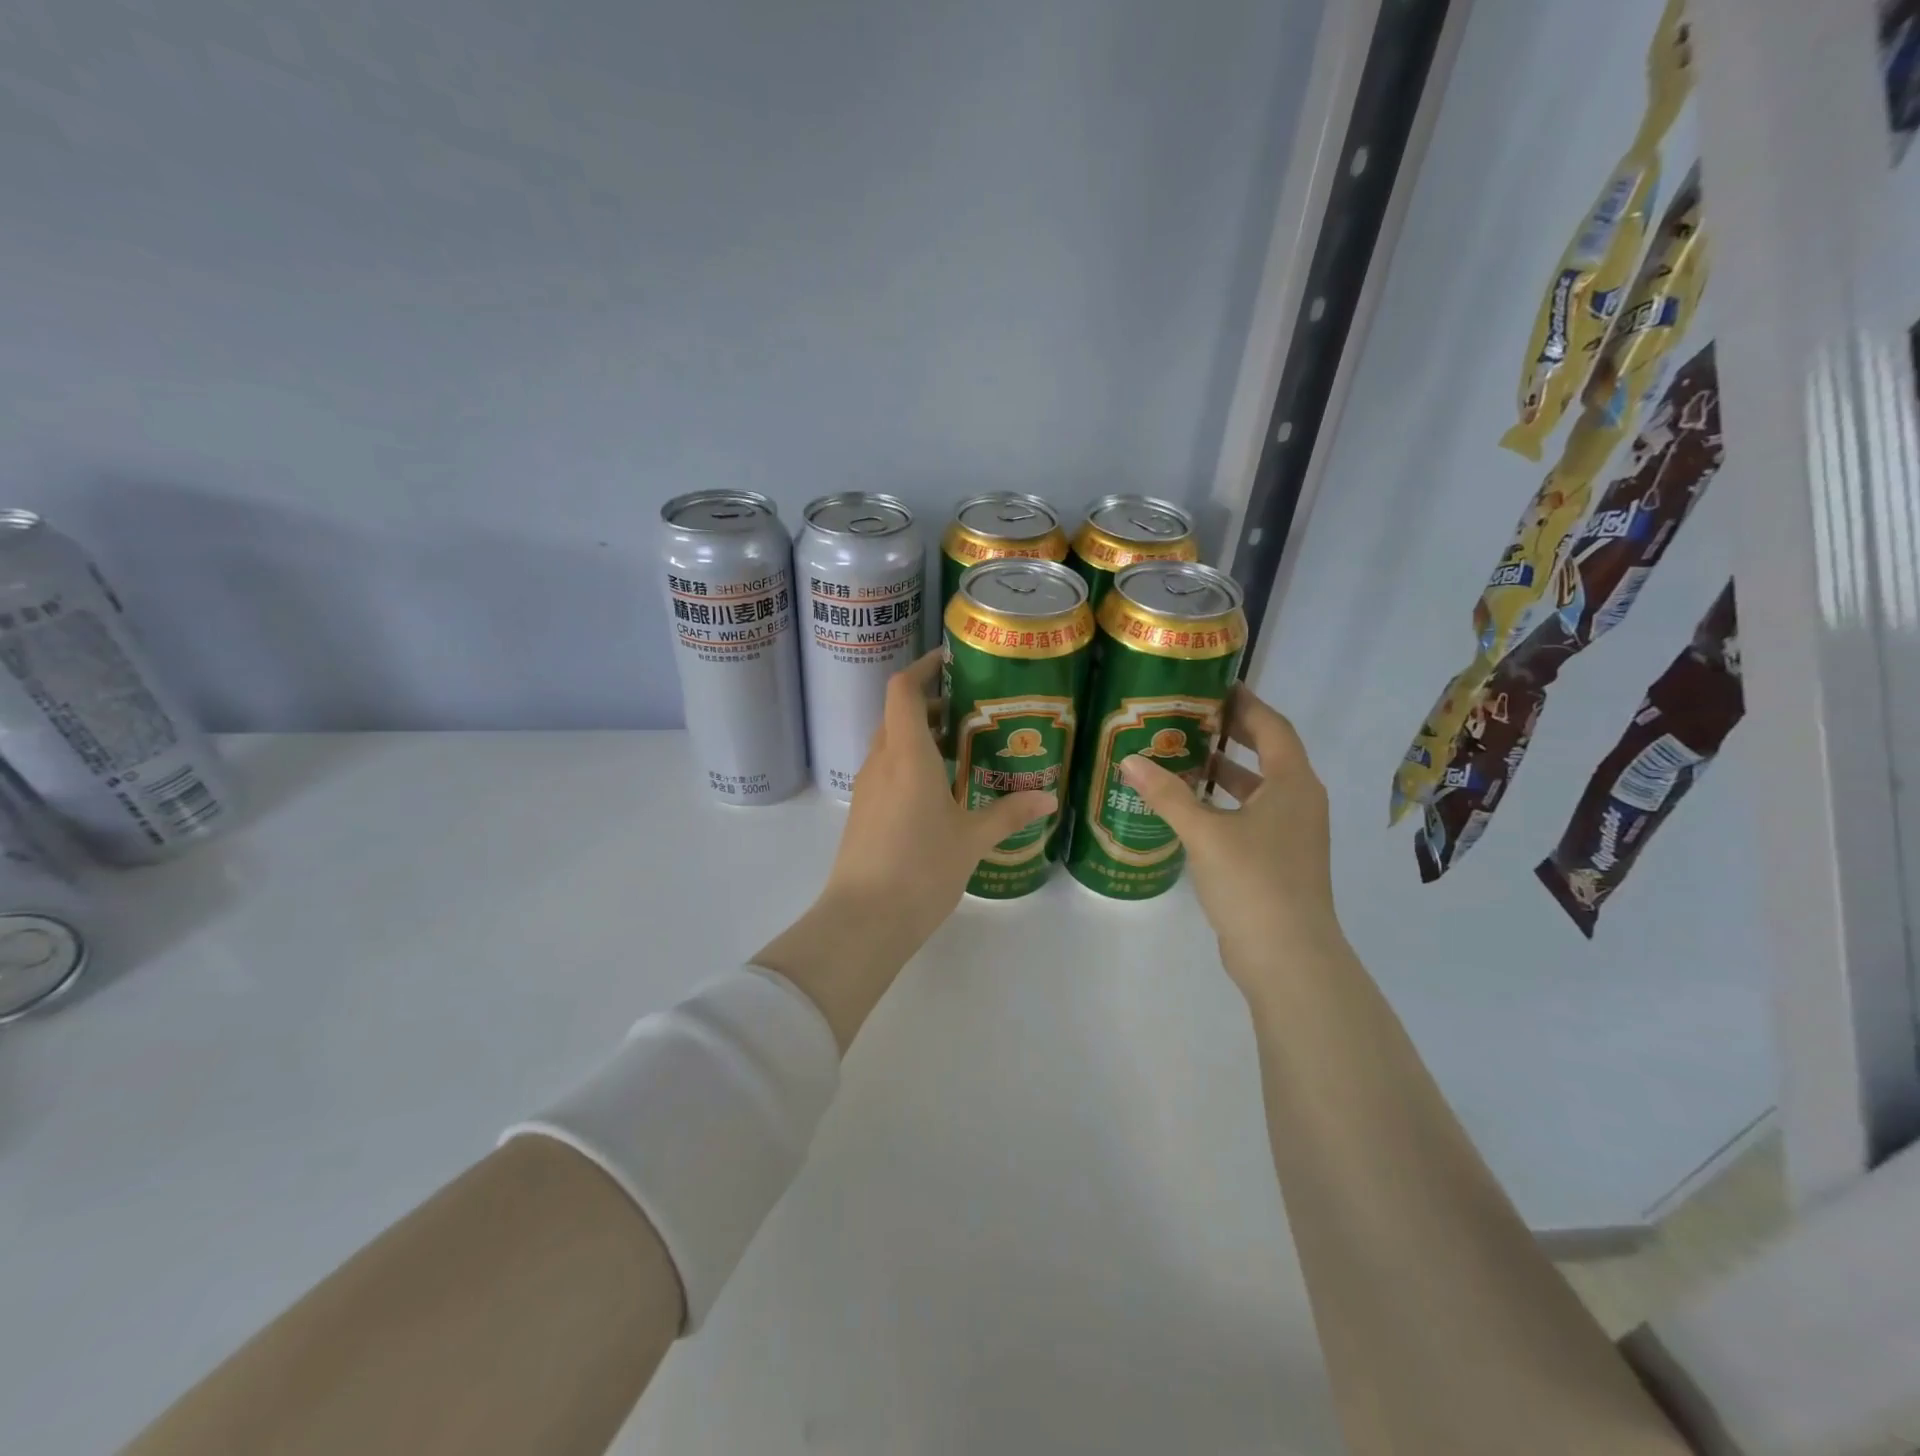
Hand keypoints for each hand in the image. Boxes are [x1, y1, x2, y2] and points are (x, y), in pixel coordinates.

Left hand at [829, 648, 1055, 946]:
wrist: (864, 920)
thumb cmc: (921, 869)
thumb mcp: (972, 840)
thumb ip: (1009, 813)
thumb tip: (1048, 798)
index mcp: (906, 754)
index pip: (903, 690)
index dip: (923, 667)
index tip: (951, 661)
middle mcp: (881, 762)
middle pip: (899, 715)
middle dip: (932, 705)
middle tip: (973, 712)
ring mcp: (867, 788)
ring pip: (892, 745)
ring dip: (921, 738)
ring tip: (963, 750)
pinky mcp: (863, 813)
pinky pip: (887, 772)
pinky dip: (911, 765)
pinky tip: (940, 792)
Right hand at [1118, 684, 1343, 996]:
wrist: (1288, 957)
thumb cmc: (1253, 882)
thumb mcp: (1204, 833)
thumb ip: (1167, 795)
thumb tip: (1129, 759)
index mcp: (1293, 784)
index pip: (1272, 726)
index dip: (1245, 703)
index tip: (1214, 685)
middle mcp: (1300, 801)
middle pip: (1269, 753)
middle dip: (1232, 734)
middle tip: (1190, 717)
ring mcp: (1293, 834)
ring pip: (1259, 788)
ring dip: (1226, 770)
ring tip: (1182, 757)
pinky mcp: (1280, 860)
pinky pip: (1253, 815)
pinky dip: (1225, 803)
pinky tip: (1191, 809)